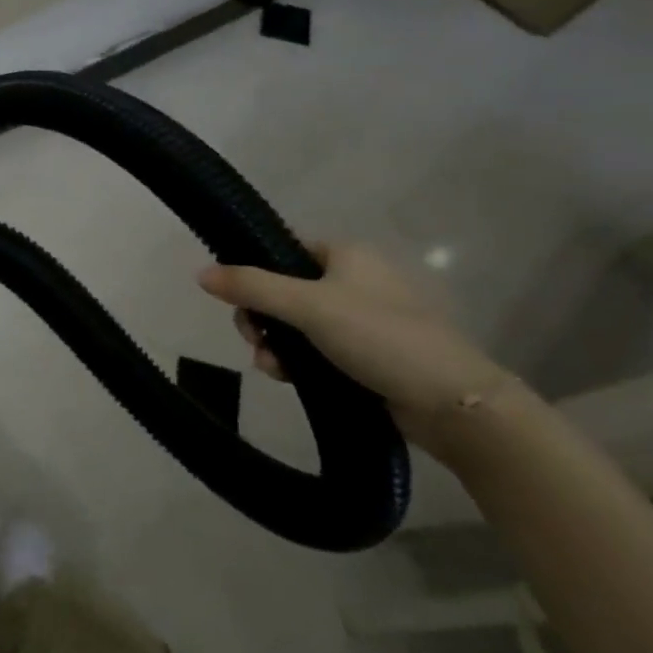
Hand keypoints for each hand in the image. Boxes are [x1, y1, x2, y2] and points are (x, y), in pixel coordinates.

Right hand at [197, 242, 515, 459]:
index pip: (283, 249)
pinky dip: (296, 361)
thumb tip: (199, 273)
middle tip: (255, 339)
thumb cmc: (380, 337)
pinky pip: (315, 349)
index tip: (238, 299)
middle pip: (282, 289)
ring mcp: (360, 319)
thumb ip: (252, 287)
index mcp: (345, 254)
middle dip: (261, 316)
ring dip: (275, 344)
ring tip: (272, 368)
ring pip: (295, 324)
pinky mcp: (366, 355)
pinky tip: (287, 378)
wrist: (453, 403)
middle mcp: (353, 280)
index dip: (254, 271)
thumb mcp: (308, 307)